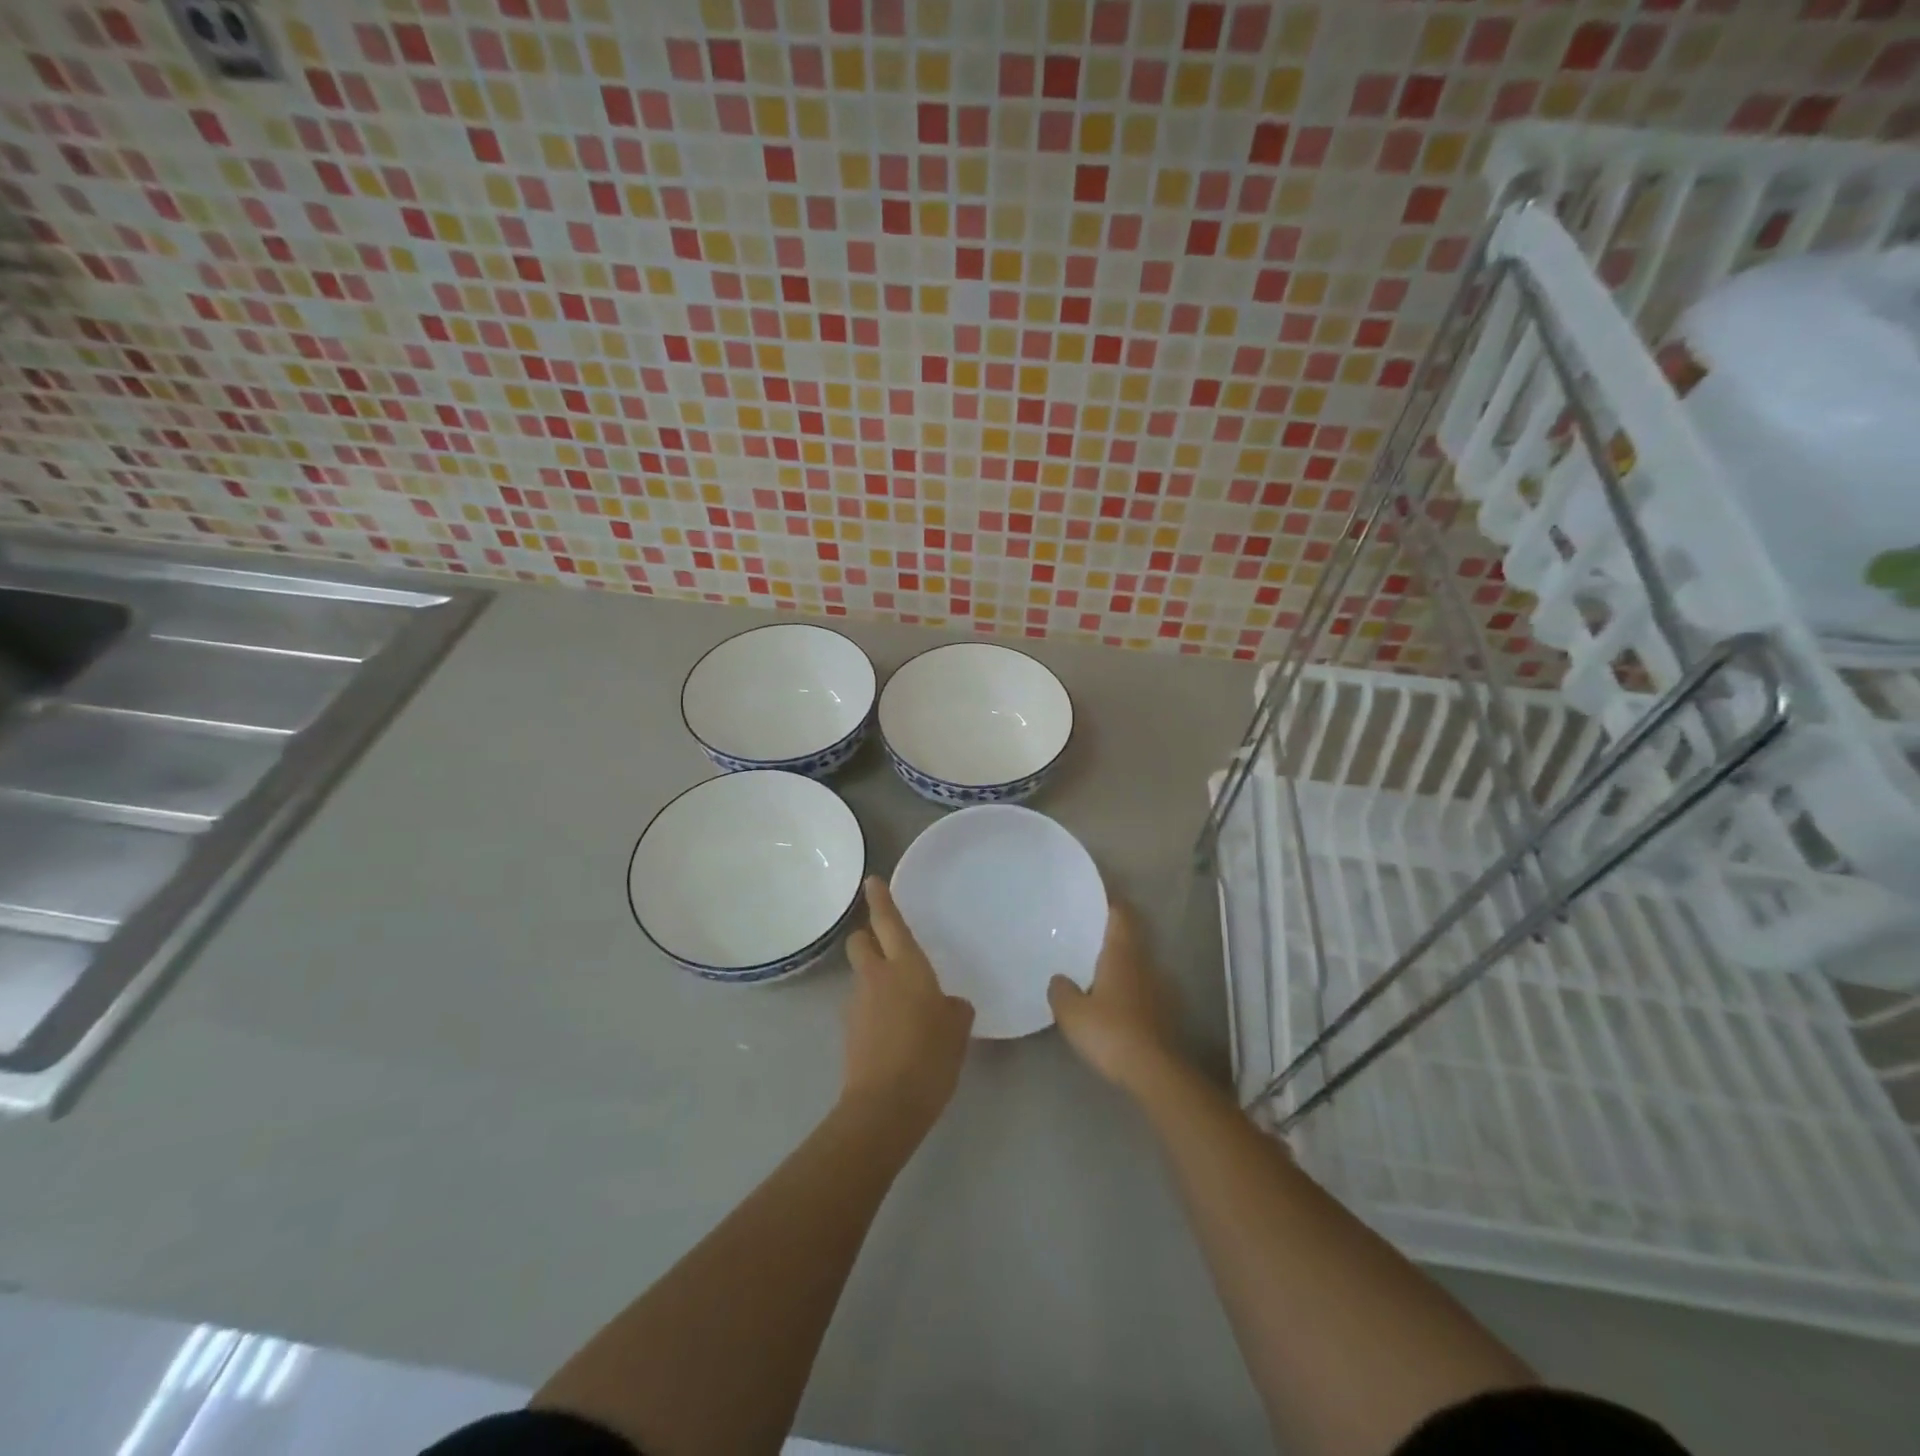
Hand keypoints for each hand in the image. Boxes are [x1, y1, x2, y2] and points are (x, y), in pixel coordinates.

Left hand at [842, 876, 974, 1132]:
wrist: (885, 1106)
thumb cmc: (930, 1056)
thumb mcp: (957, 1029)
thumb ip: (954, 1008)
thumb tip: (948, 1005)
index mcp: (906, 967)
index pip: (889, 922)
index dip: (880, 899)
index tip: (872, 880)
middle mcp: (876, 977)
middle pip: (860, 941)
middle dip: (868, 937)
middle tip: (888, 948)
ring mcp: (857, 1004)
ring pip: (861, 976)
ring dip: (874, 979)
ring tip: (901, 1006)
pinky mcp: (849, 1032)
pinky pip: (862, 1007)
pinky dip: (873, 1010)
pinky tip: (893, 1034)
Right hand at [1048, 901, 1182, 1095]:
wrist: (1154, 1071)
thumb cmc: (1110, 1031)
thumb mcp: (1072, 1012)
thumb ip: (1061, 990)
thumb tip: (1059, 978)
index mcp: (1121, 954)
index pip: (1119, 915)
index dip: (1109, 902)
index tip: (1093, 897)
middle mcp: (1143, 963)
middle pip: (1128, 938)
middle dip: (1108, 934)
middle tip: (1083, 934)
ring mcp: (1158, 988)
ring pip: (1134, 964)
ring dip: (1117, 963)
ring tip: (1091, 968)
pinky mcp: (1163, 1012)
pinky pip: (1139, 988)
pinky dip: (1125, 988)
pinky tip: (1108, 1001)